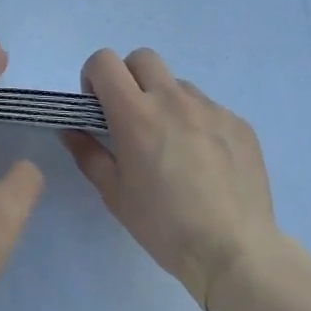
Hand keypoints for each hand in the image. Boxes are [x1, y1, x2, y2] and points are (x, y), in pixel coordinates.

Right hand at [62, 47, 277, 310]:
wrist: (235, 252)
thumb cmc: (164, 226)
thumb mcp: (114, 194)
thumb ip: (87, 154)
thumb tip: (71, 130)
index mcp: (135, 113)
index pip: (104, 61)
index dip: (95, 78)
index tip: (99, 108)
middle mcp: (172, 99)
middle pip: (142, 58)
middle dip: (130, 78)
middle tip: (133, 118)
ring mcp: (210, 108)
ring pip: (178, 85)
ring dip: (167, 102)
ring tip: (175, 146)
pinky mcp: (239, 123)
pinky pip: (210, 109)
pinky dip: (199, 124)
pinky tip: (206, 163)